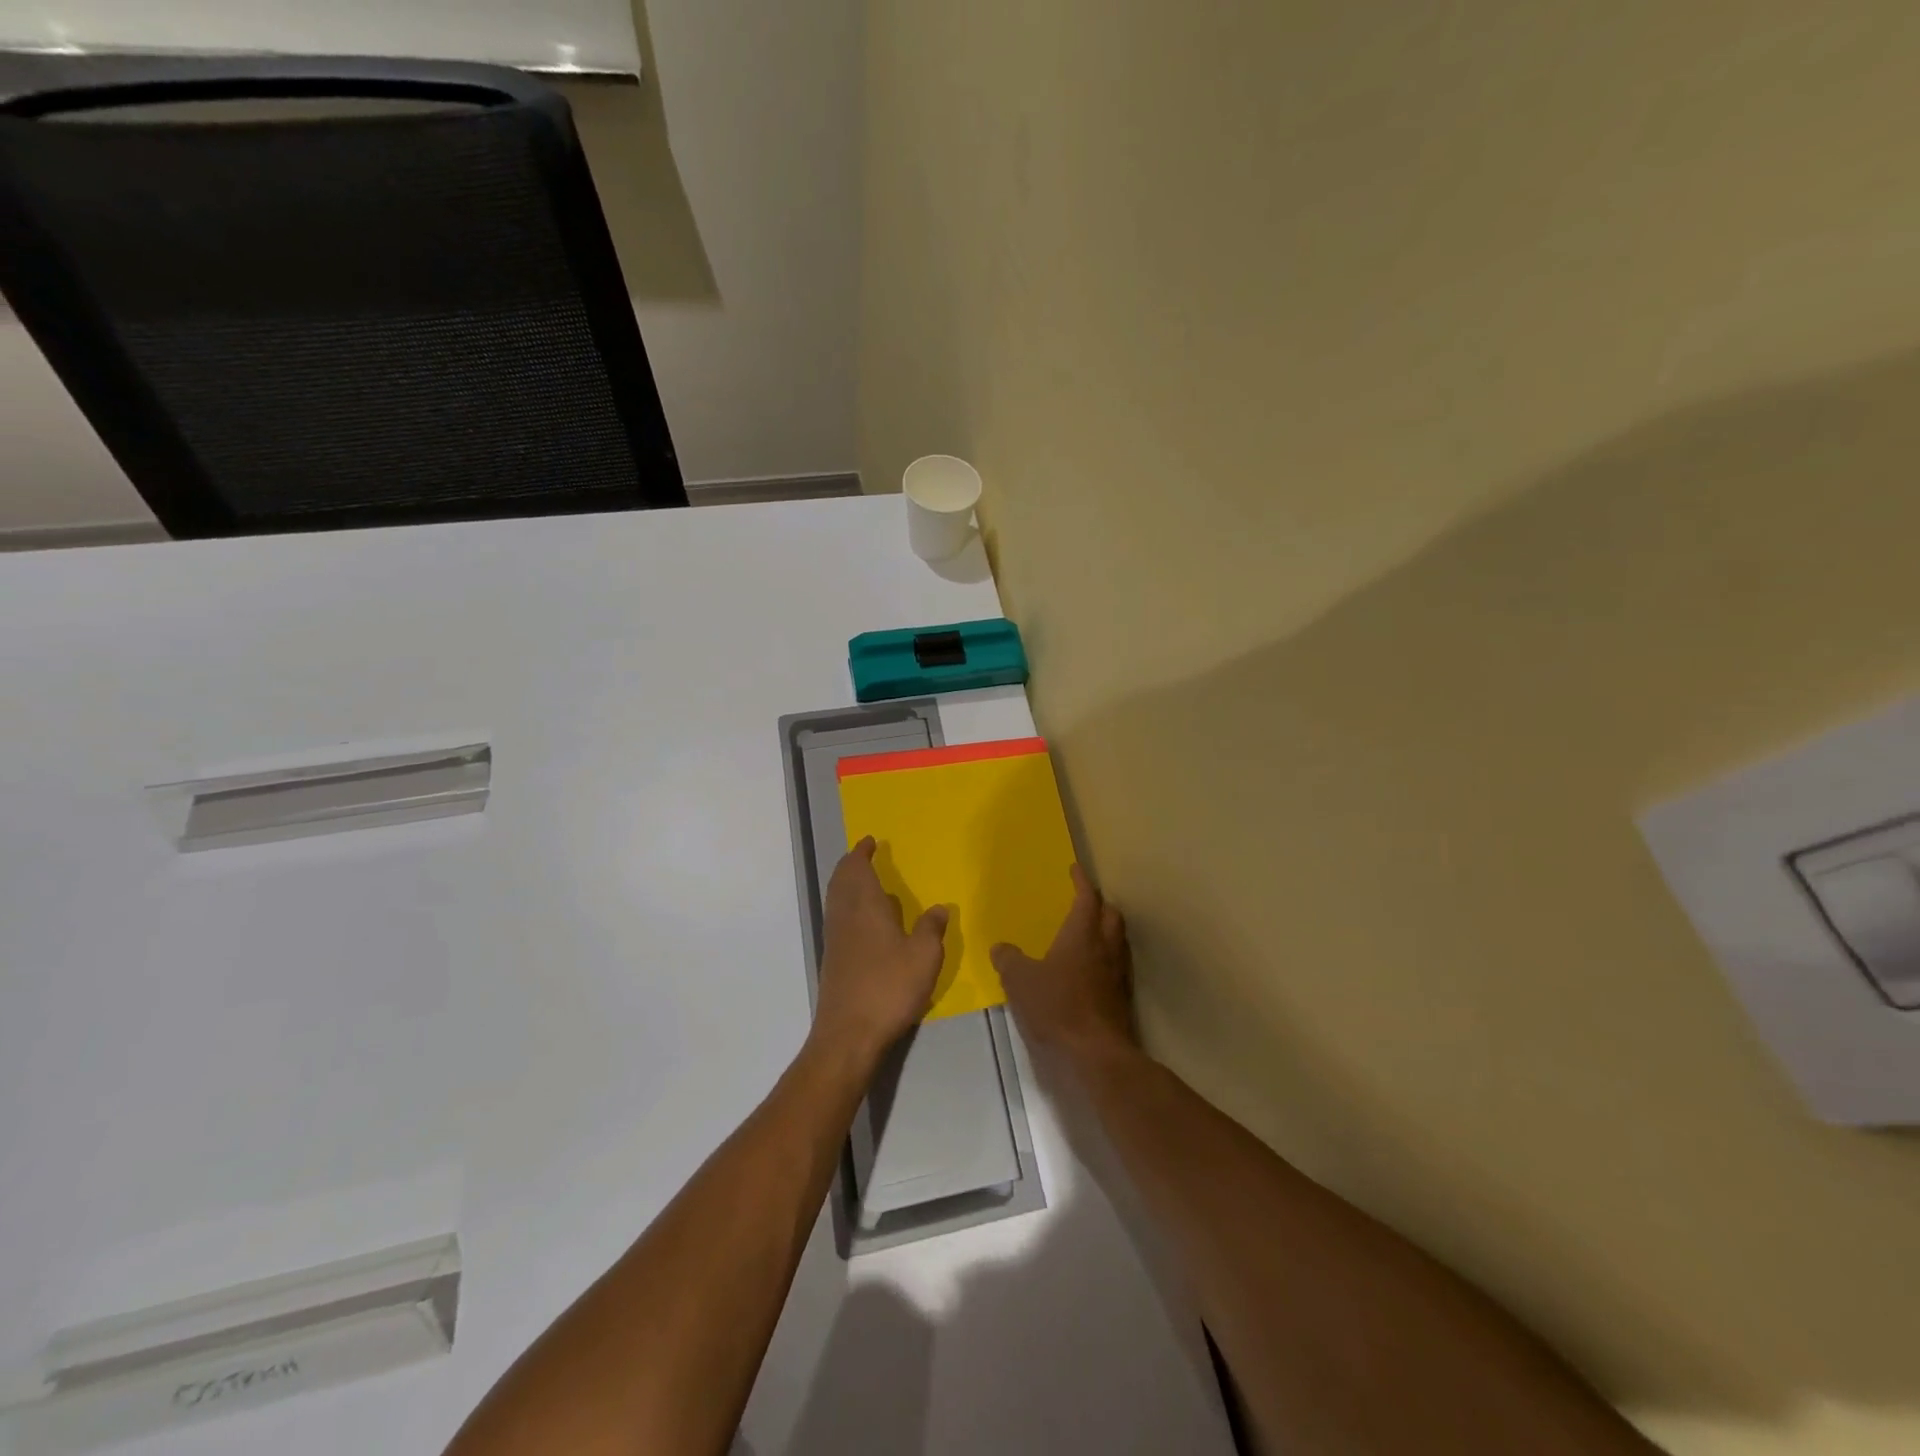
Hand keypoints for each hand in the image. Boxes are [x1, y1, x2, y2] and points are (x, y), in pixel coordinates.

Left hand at [812, 838, 948, 1066]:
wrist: (848, 1034)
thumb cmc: (889, 987)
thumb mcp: (924, 956)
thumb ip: (931, 928)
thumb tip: (939, 907)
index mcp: (865, 906)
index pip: (857, 868)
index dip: (862, 853)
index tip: (869, 841)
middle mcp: (845, 916)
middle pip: (841, 880)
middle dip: (851, 865)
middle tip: (864, 856)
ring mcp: (835, 939)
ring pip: (836, 899)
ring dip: (847, 884)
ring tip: (866, 882)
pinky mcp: (833, 960)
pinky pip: (838, 918)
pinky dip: (848, 906)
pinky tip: (867, 921)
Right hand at [991, 865, 1137, 1064]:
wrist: (1095, 1054)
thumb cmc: (1056, 1006)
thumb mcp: (1019, 981)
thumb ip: (1009, 960)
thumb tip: (1001, 948)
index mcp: (1082, 934)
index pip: (1087, 897)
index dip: (1081, 881)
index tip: (1075, 869)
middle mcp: (1106, 948)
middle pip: (1111, 915)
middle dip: (1099, 905)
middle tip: (1084, 903)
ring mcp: (1118, 975)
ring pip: (1118, 941)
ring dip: (1106, 932)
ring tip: (1088, 935)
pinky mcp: (1122, 1000)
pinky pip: (1117, 968)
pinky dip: (1105, 961)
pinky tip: (1089, 973)